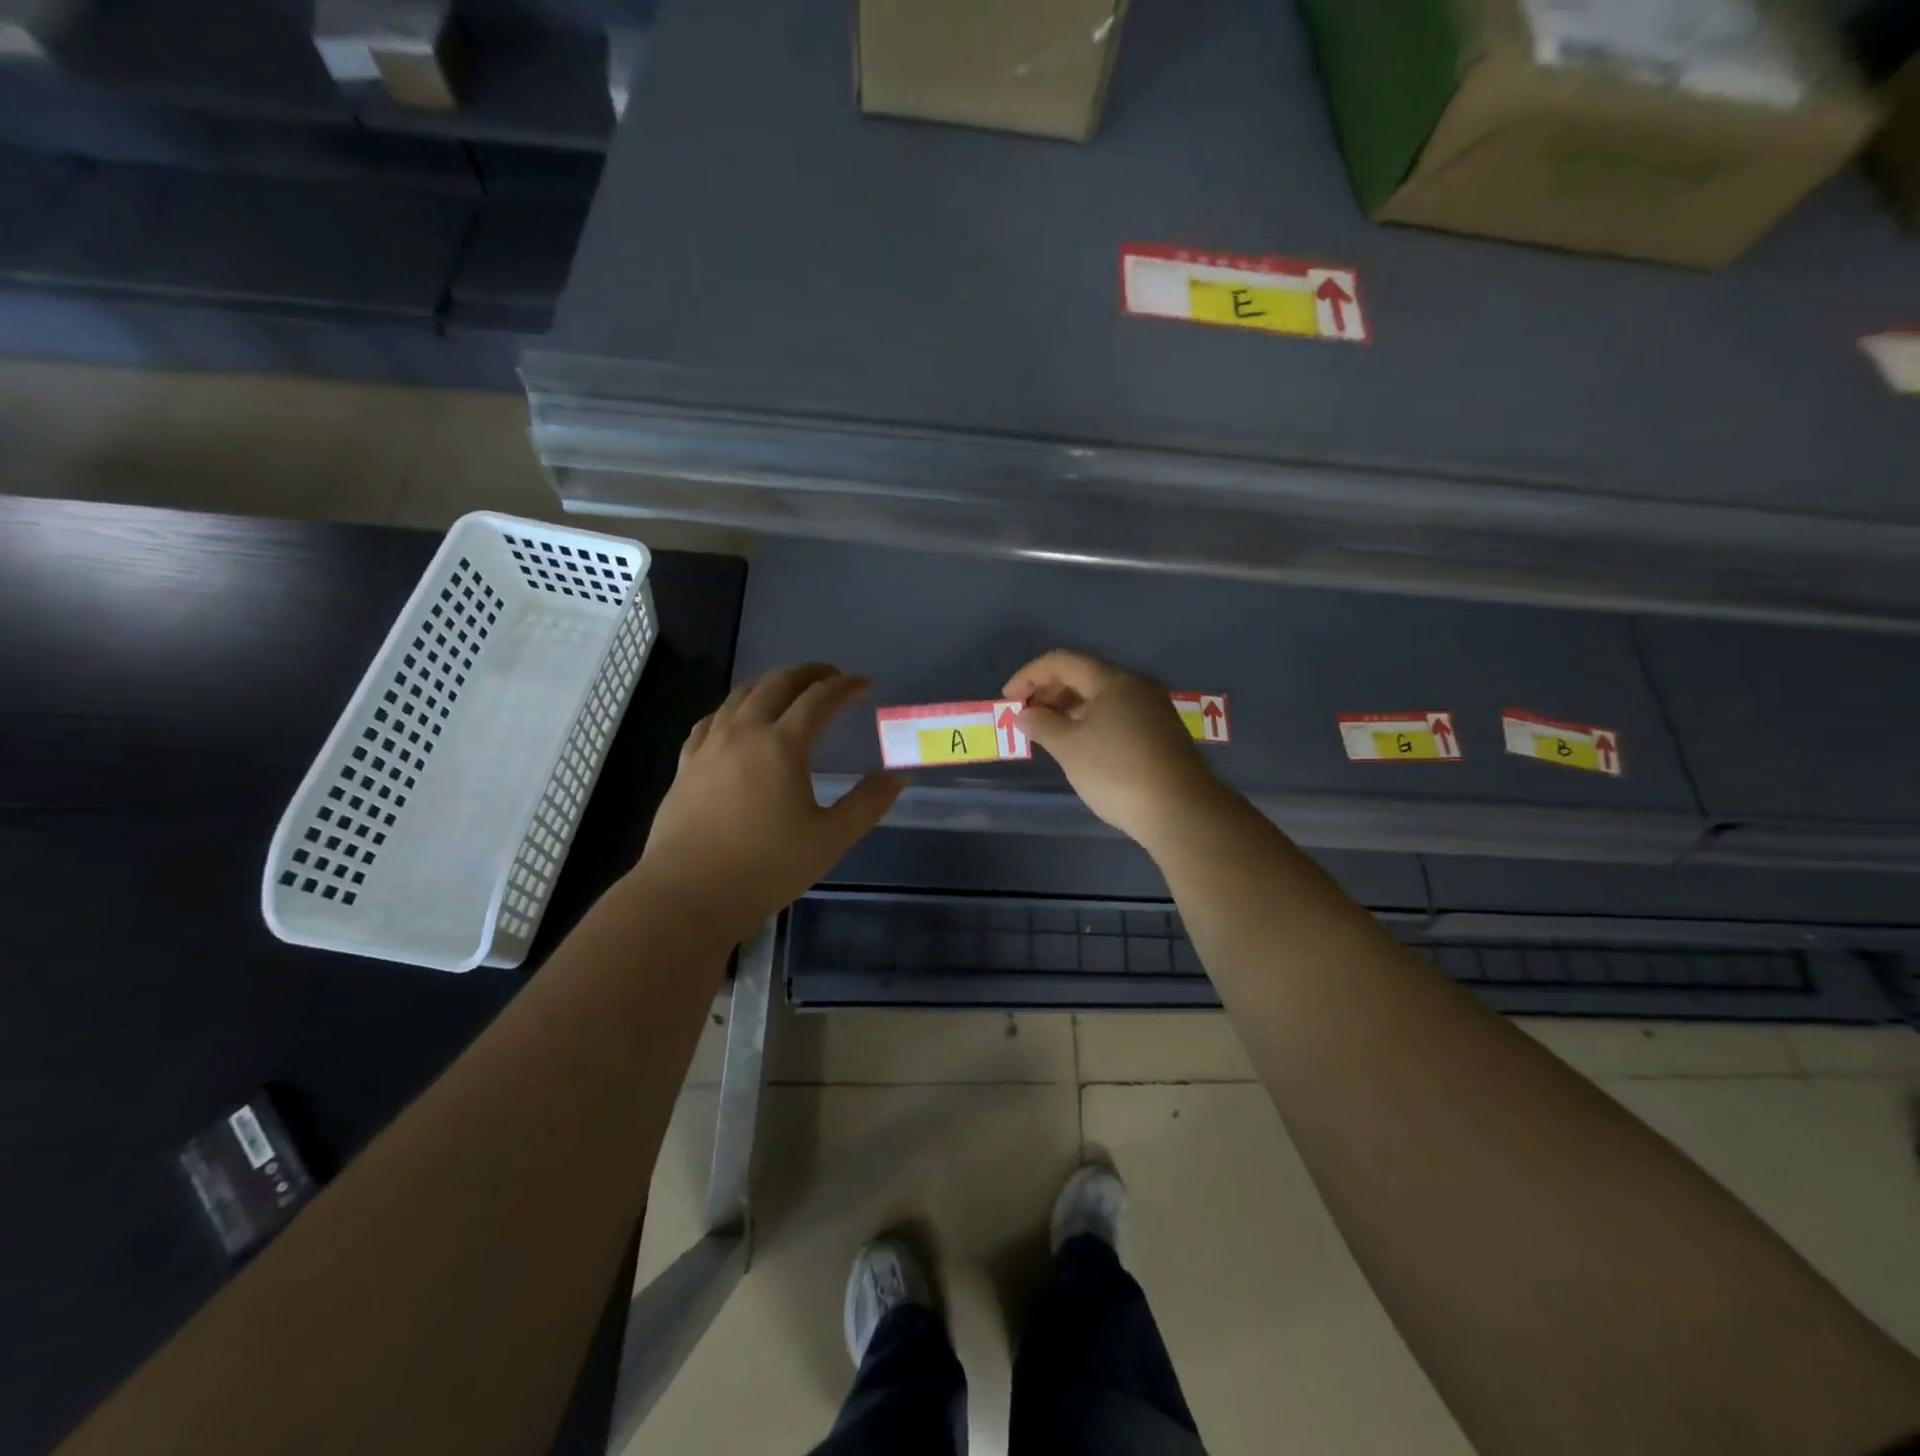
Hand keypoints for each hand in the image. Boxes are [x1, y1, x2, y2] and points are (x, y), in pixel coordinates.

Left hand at [636, 664, 902, 944]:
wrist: (688, 894)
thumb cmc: (766, 868)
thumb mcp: (830, 839)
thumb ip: (867, 804)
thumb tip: (897, 777)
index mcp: (782, 746)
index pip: (819, 700)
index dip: (845, 687)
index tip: (864, 684)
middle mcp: (744, 733)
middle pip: (777, 684)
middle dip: (808, 674)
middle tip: (830, 676)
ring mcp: (709, 746)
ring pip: (740, 696)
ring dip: (770, 684)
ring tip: (788, 690)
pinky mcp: (686, 764)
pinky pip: (712, 720)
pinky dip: (734, 708)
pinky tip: (736, 719)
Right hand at [1004, 650, 1220, 850]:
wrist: (1180, 810)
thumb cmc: (1117, 772)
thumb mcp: (1069, 748)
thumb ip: (1042, 724)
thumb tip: (1025, 714)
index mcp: (1113, 681)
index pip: (1062, 661)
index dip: (1029, 675)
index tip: (1008, 699)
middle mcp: (1136, 687)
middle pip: (1084, 676)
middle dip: (1049, 691)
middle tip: (1026, 716)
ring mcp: (1153, 710)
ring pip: (1102, 697)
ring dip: (1069, 708)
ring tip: (1048, 732)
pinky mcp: (1161, 734)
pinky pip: (1117, 715)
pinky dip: (1091, 722)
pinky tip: (1081, 745)